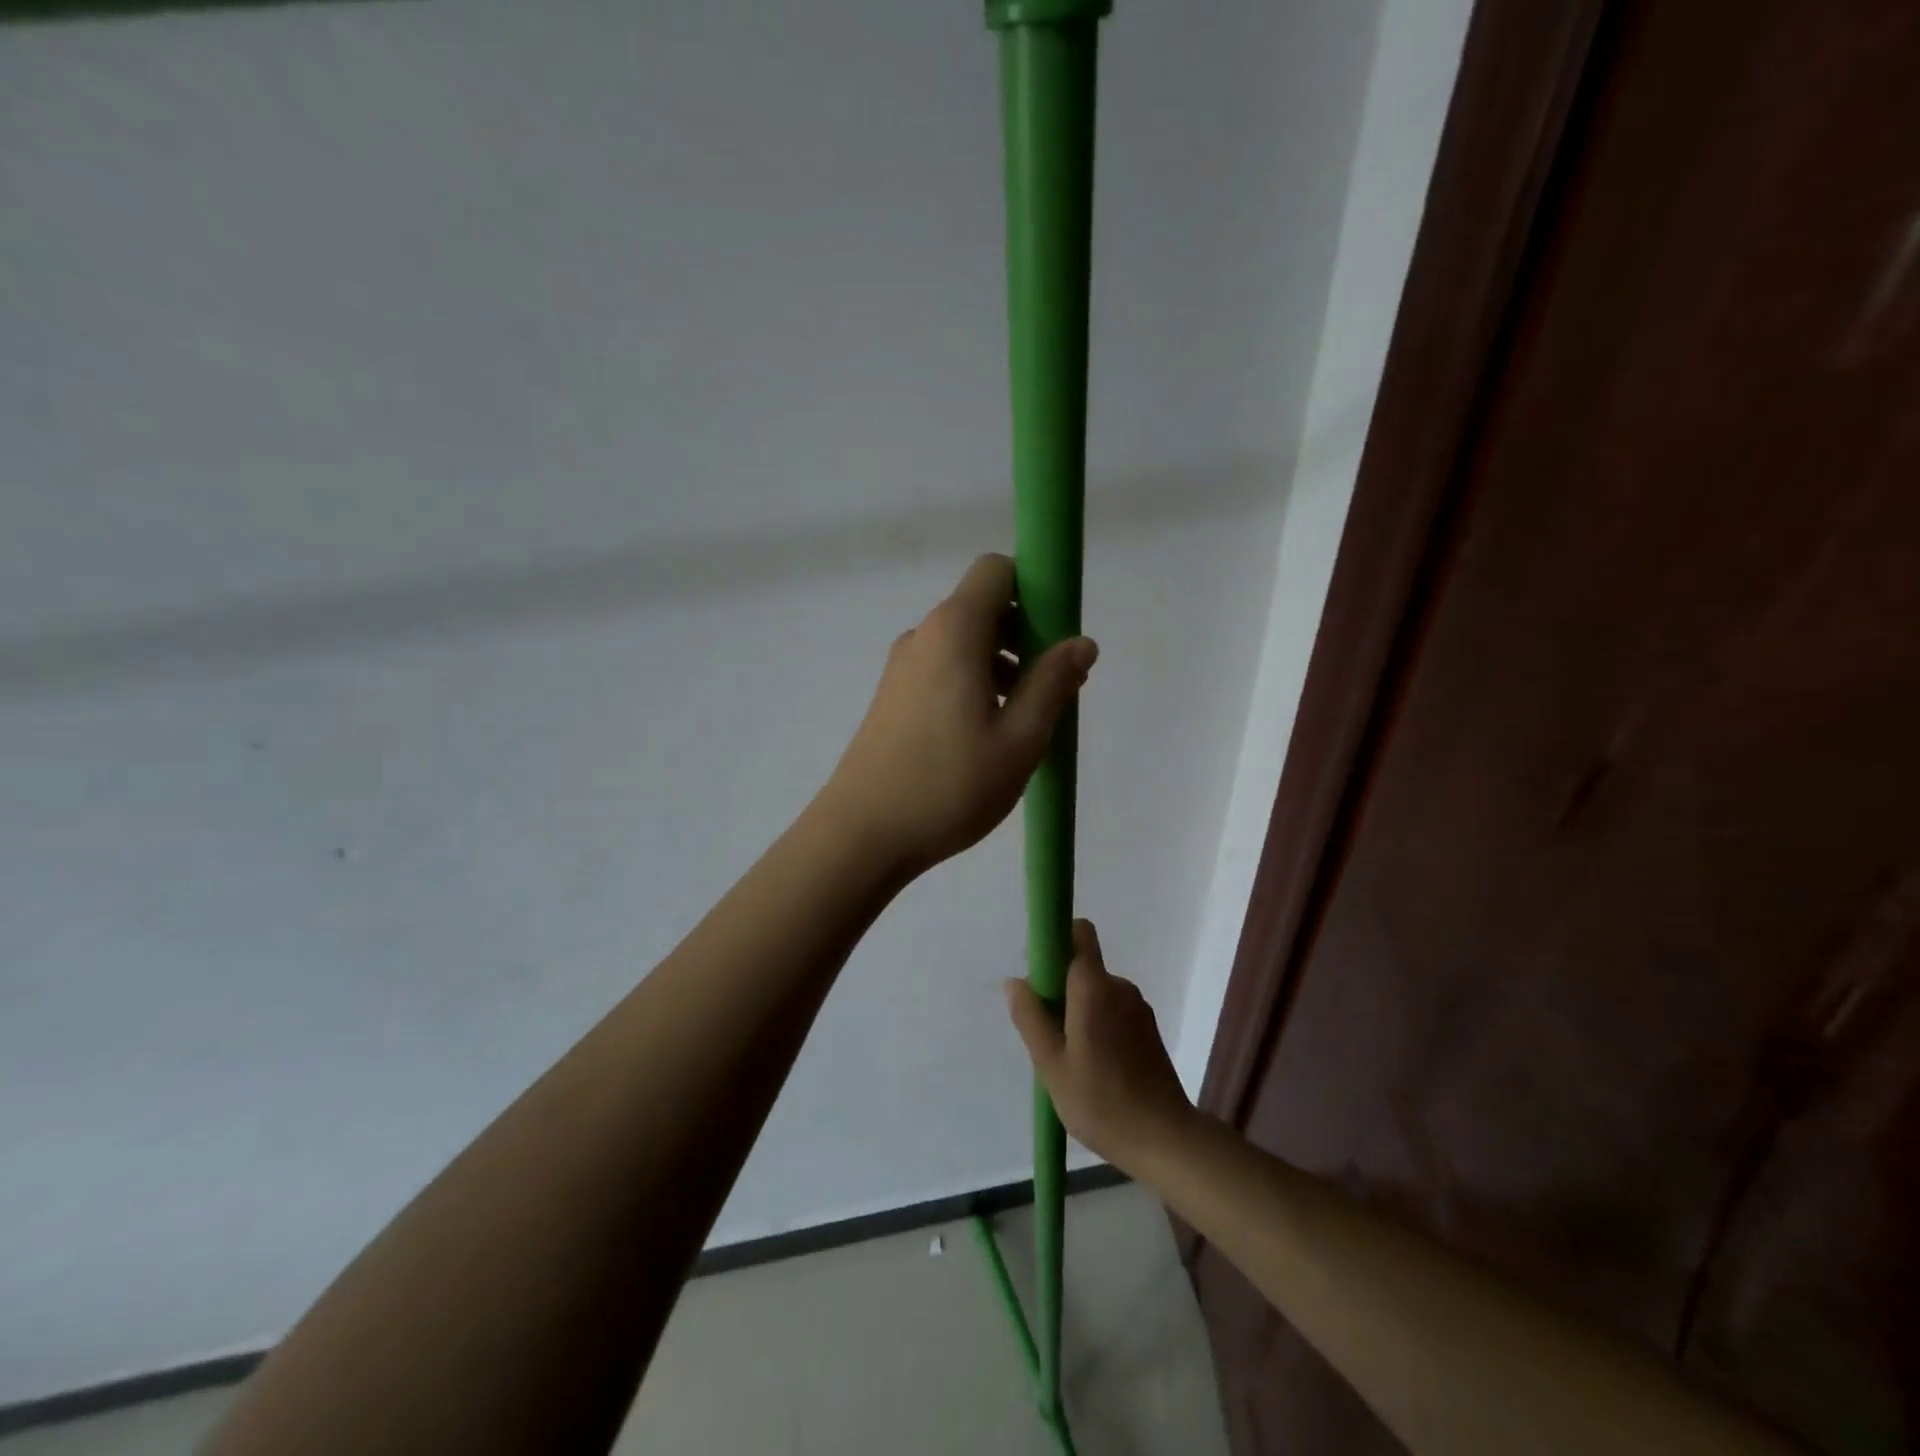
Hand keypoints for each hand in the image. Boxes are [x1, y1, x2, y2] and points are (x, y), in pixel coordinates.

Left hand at [819, 553, 1096, 874]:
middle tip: (1051, 689)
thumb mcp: (1020, 739)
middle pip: (982, 607)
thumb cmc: (949, 785)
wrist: (862, 834)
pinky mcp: (892, 697)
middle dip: (1025, 635)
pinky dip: (973, 684)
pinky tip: (986, 736)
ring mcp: (902, 667)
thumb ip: (1053, 683)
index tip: (1056, 636)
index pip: (995, 571)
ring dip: (1001, 665)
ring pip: (964, 643)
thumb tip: (1081, 642)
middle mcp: (923, 636)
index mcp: (954, 631)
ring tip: (1023, 722)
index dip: (1033, 589)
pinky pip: (943, 670)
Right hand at [1005, 920, 1196, 1174]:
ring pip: (1095, 993)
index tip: (1037, 974)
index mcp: (1095, 988)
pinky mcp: (1148, 1030)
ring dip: (1077, 1012)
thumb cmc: (1101, 1102)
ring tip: (1069, 1060)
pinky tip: (1093, 1068)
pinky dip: (1096, 1026)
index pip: (1079, 933)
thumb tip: (1015, 981)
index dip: (1055, 941)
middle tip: (1045, 1035)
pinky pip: (1112, 1011)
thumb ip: (1031, 1018)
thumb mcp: (1052, 1065)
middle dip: (1059, 989)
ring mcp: (1138, 1008)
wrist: (1166, 1140)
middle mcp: (1119, 988)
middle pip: (1082, 967)